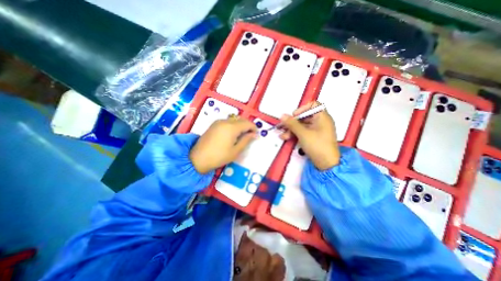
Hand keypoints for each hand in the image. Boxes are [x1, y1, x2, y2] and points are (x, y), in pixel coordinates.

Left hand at [190, 116, 255, 172]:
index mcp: (232, 127)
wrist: (198, 158)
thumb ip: (246, 140)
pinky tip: (233, 134)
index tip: (256, 135)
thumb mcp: (235, 151)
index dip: (254, 128)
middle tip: (250, 135)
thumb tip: (254, 134)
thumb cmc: (219, 156)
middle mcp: (225, 121)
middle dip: (248, 126)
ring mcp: (218, 122)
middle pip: (241, 119)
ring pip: (234, 119)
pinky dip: (234, 125)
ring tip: (242, 135)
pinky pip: (228, 121)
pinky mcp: (214, 124)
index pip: (247, 123)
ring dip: (241, 125)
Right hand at [280, 102, 337, 169]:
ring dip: (292, 129)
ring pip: (302, 125)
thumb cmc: (317, 146)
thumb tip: (282, 115)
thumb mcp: (303, 133)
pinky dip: (295, 134)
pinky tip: (287, 138)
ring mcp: (317, 130)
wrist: (326, 164)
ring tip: (283, 136)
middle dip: (292, 122)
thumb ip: (292, 124)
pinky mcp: (314, 137)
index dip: (302, 109)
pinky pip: (303, 132)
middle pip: (304, 117)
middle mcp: (320, 121)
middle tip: (283, 127)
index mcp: (322, 117)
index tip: (294, 115)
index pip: (313, 105)